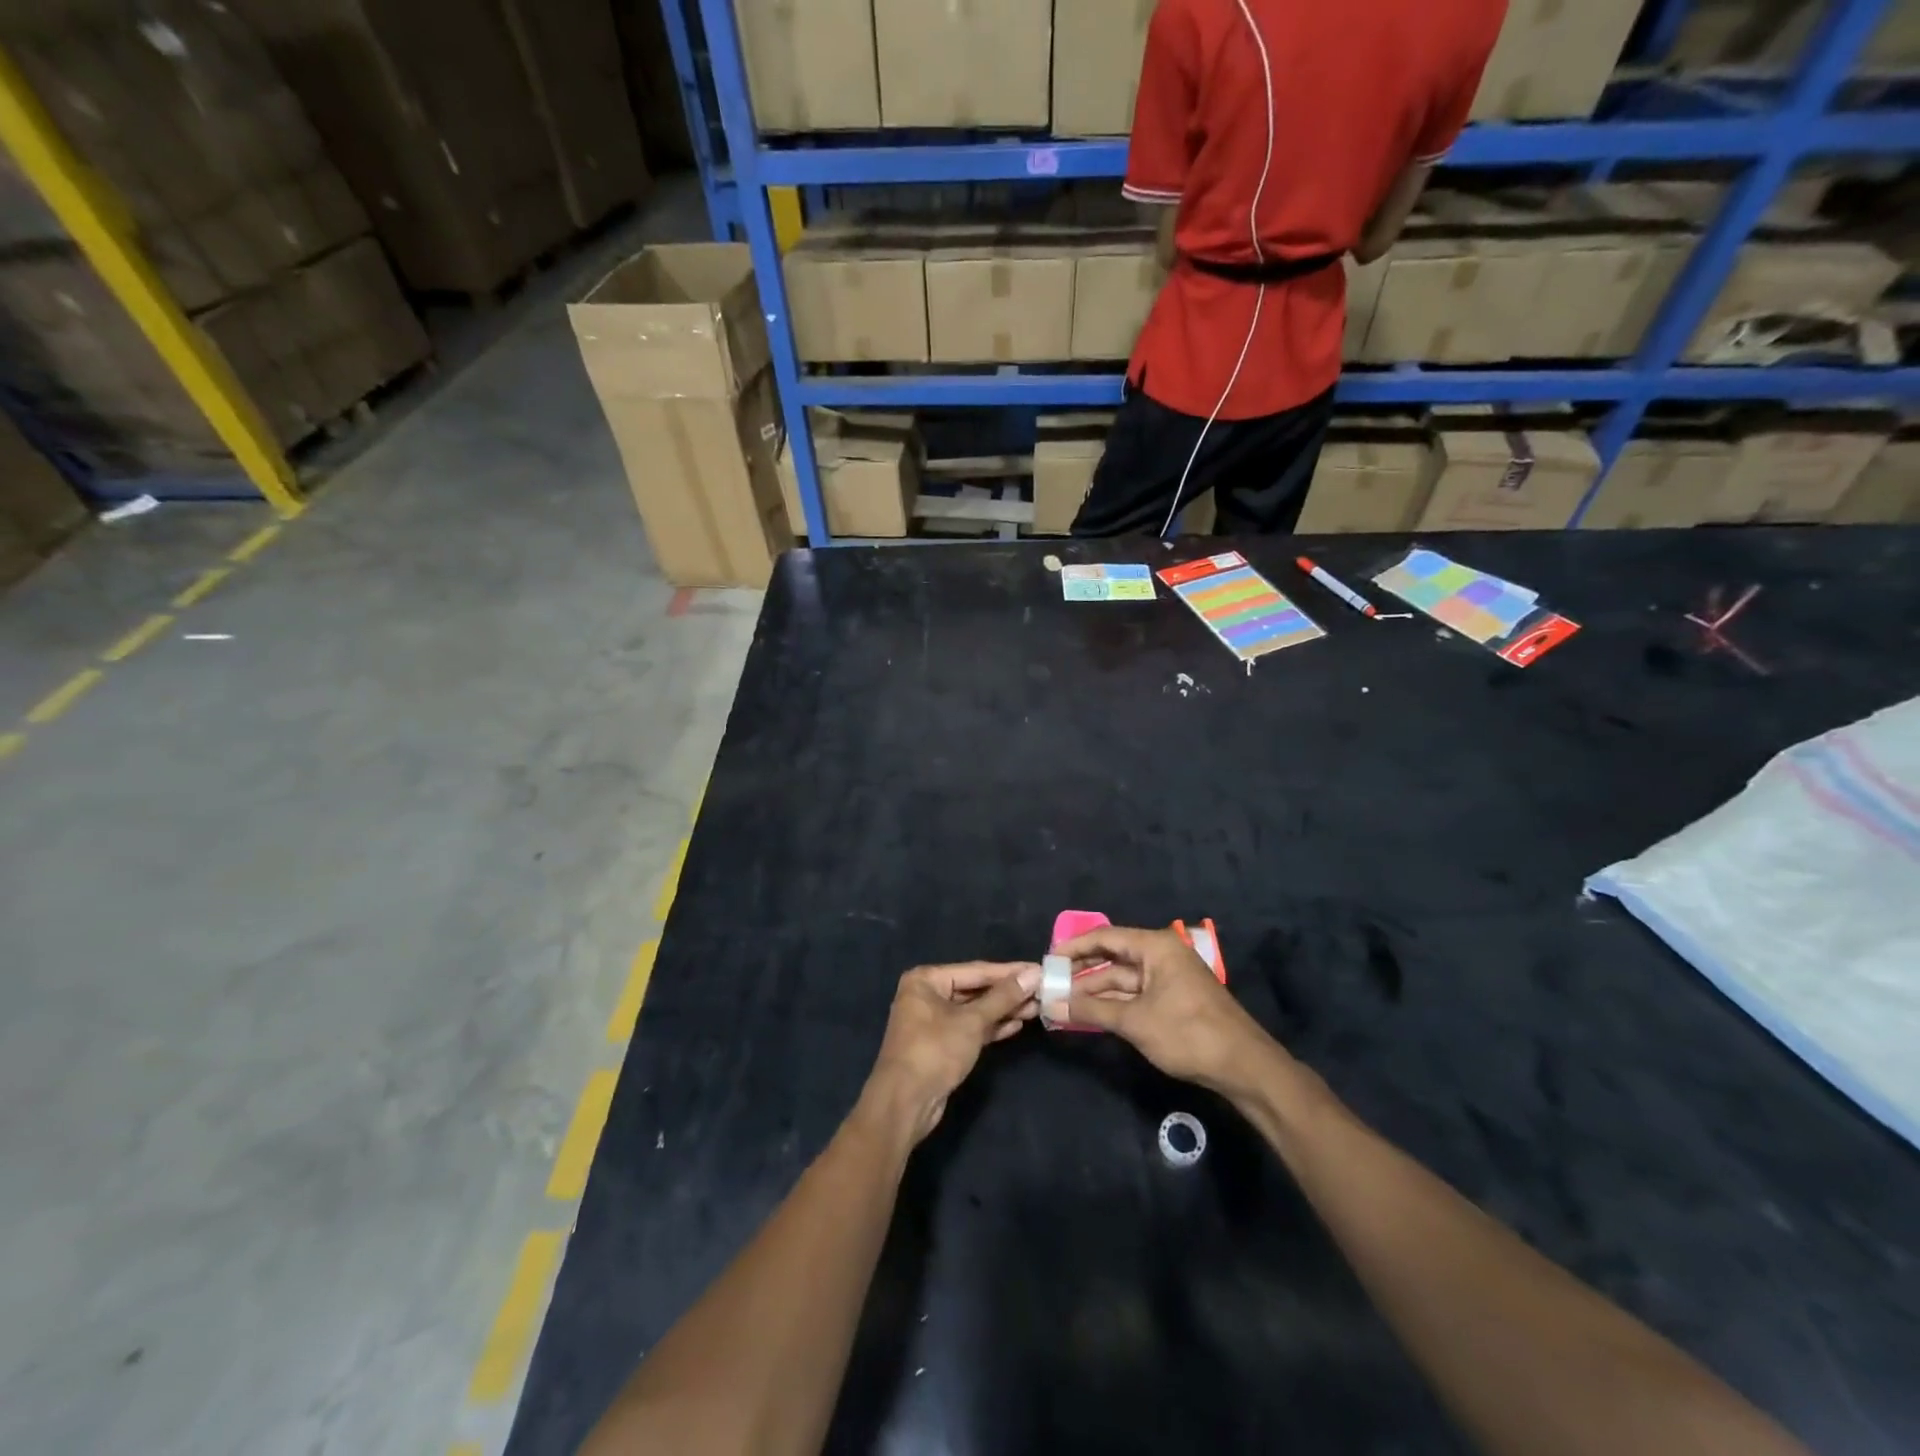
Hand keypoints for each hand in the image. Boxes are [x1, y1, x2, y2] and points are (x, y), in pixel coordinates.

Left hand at [862, 962, 1040, 1144]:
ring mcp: (933, 1021)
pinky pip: (970, 1028)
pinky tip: (1016, 1025)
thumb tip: (1033, 973)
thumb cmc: (935, 1051)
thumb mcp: (972, 1021)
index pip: (976, 970)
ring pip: (974, 1010)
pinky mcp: (941, 1044)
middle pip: (975, 989)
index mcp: (926, 979)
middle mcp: (927, 994)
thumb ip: (1003, 997)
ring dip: (1003, 1010)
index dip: (1009, 972)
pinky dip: (991, 1027)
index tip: (1038, 969)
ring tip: (1036, 1008)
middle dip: (1007, 993)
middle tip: (1041, 991)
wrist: (904, 1103)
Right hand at [1058, 926, 1274, 1093]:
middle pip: (1113, 957)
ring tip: (1063, 1003)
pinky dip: (1113, 1003)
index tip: (1047, 960)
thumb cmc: (1188, 1033)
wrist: (1244, 1067)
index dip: (1073, 947)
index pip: (1104, 937)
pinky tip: (1090, 1014)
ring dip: (1095, 991)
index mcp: (1155, 946)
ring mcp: (1168, 977)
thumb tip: (1051, 1006)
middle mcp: (1161, 954)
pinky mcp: (1173, 999)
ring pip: (1123, 978)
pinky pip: (1135, 994)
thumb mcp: (1135, 1021)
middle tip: (1050, 984)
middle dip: (1082, 971)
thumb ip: (1091, 1010)